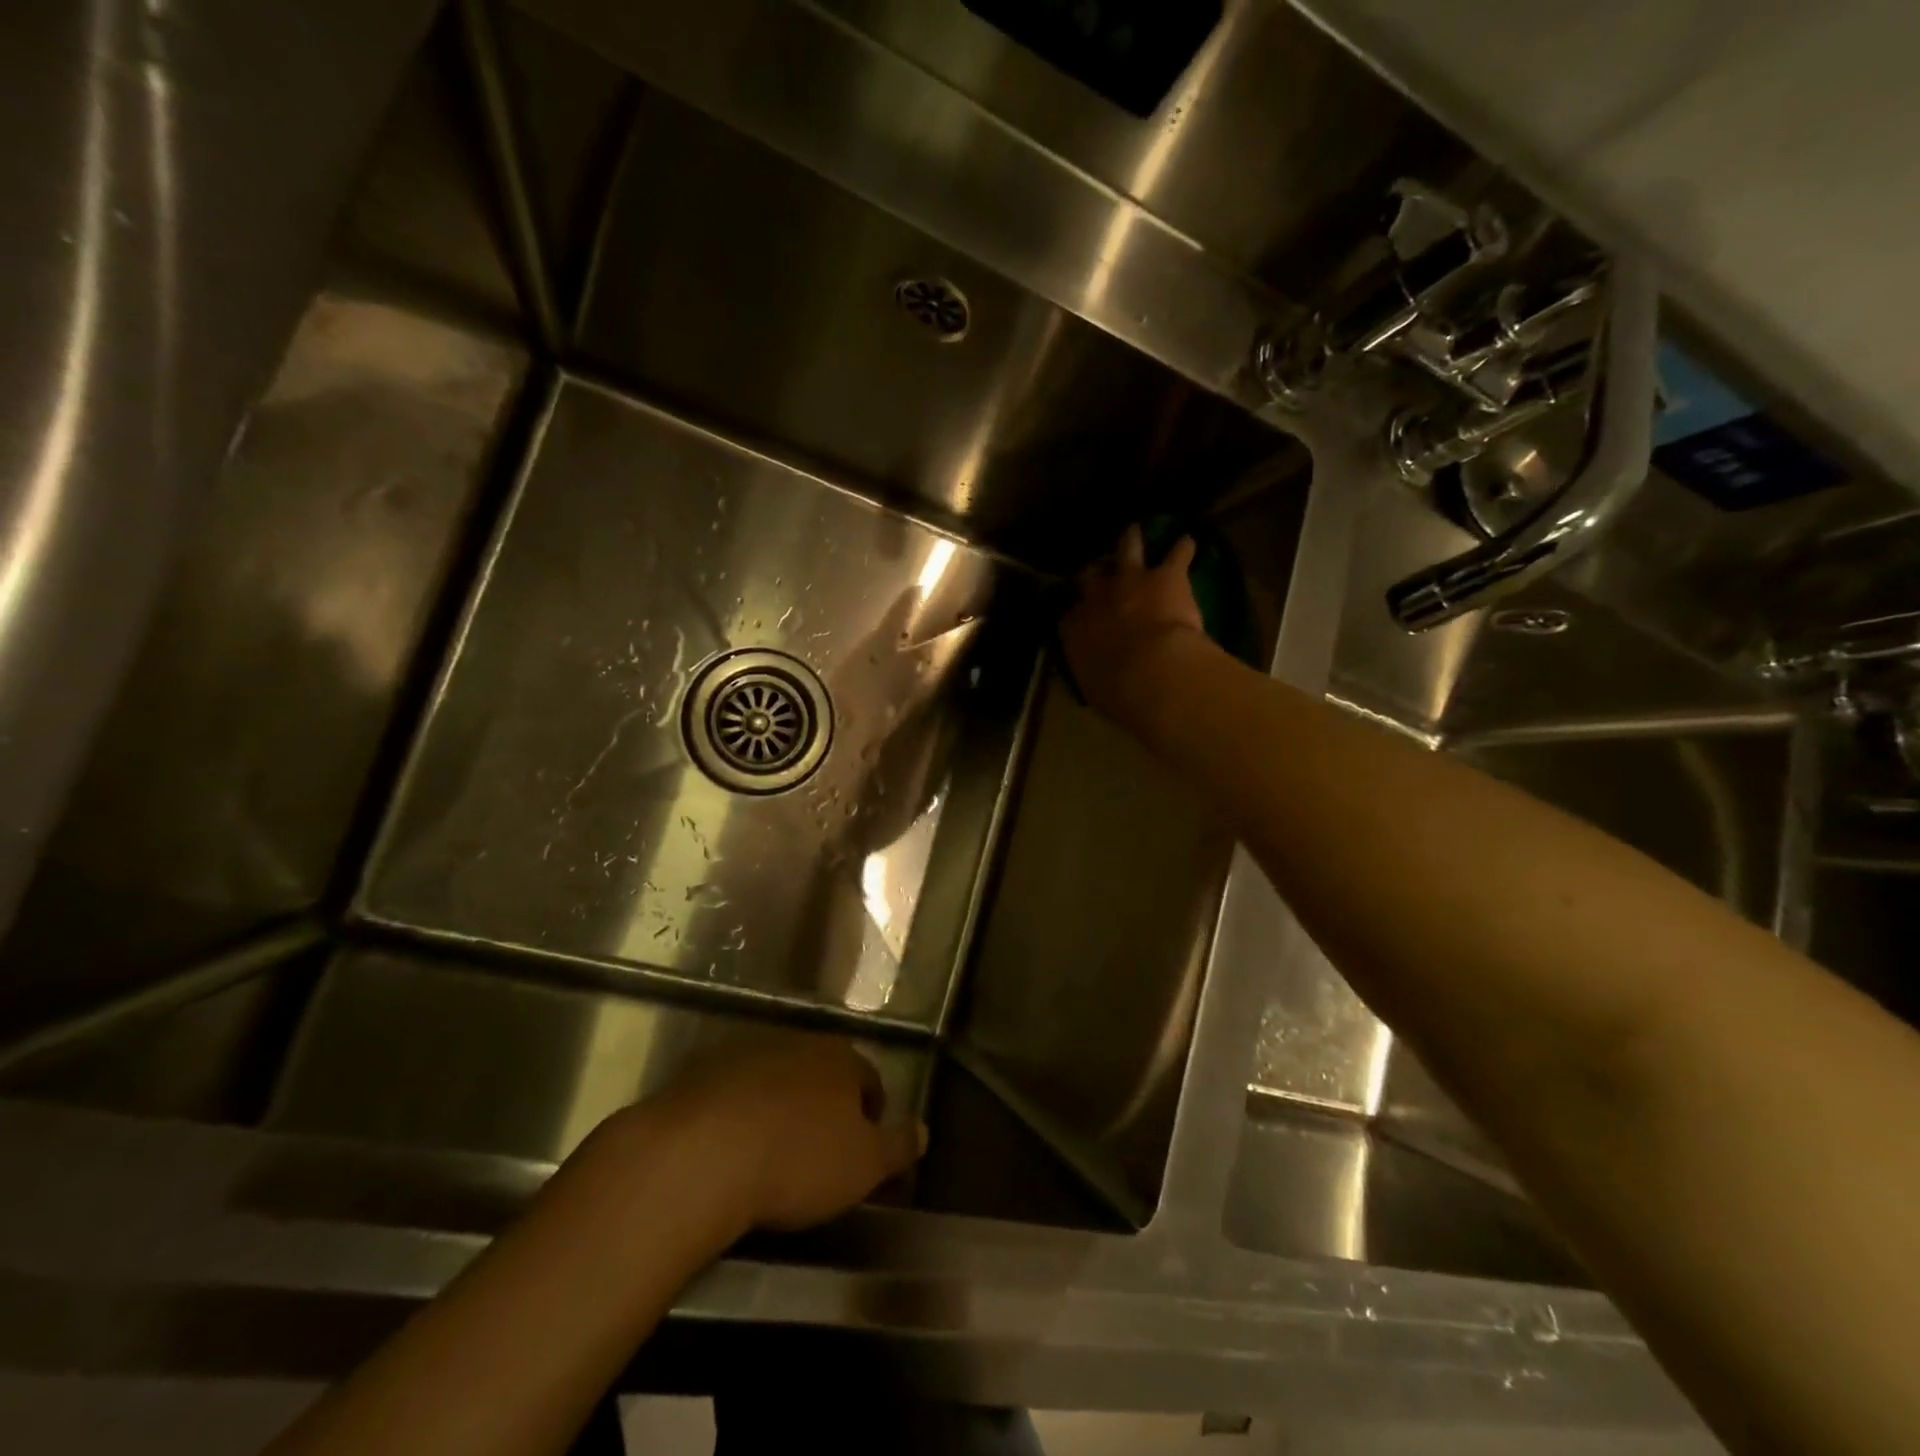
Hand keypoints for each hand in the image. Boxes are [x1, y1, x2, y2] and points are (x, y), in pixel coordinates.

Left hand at [652, 1039, 926, 1231]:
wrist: (700, 1154)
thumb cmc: (797, 1160)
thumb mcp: (863, 1165)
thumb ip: (898, 1146)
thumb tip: (925, 1130)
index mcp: (842, 1058)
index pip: (869, 1080)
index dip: (870, 1116)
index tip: (862, 1152)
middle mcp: (798, 1042)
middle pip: (821, 1074)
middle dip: (824, 1107)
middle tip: (818, 1154)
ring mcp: (747, 1052)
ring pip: (776, 1079)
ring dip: (780, 1107)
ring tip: (772, 1155)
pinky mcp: (702, 1071)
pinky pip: (733, 1092)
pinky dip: (738, 1114)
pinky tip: (730, 1150)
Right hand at [1060, 525, 1209, 723]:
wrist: (1149, 670)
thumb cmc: (1117, 690)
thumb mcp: (1095, 688)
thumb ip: (1095, 675)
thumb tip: (1098, 677)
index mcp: (1076, 630)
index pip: (1069, 617)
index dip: (1074, 614)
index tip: (1078, 616)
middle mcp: (1099, 599)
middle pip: (1091, 577)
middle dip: (1094, 573)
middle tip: (1097, 569)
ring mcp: (1131, 581)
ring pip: (1127, 551)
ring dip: (1131, 541)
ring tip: (1134, 532)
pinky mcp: (1166, 576)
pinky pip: (1176, 554)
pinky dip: (1183, 548)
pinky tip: (1188, 541)